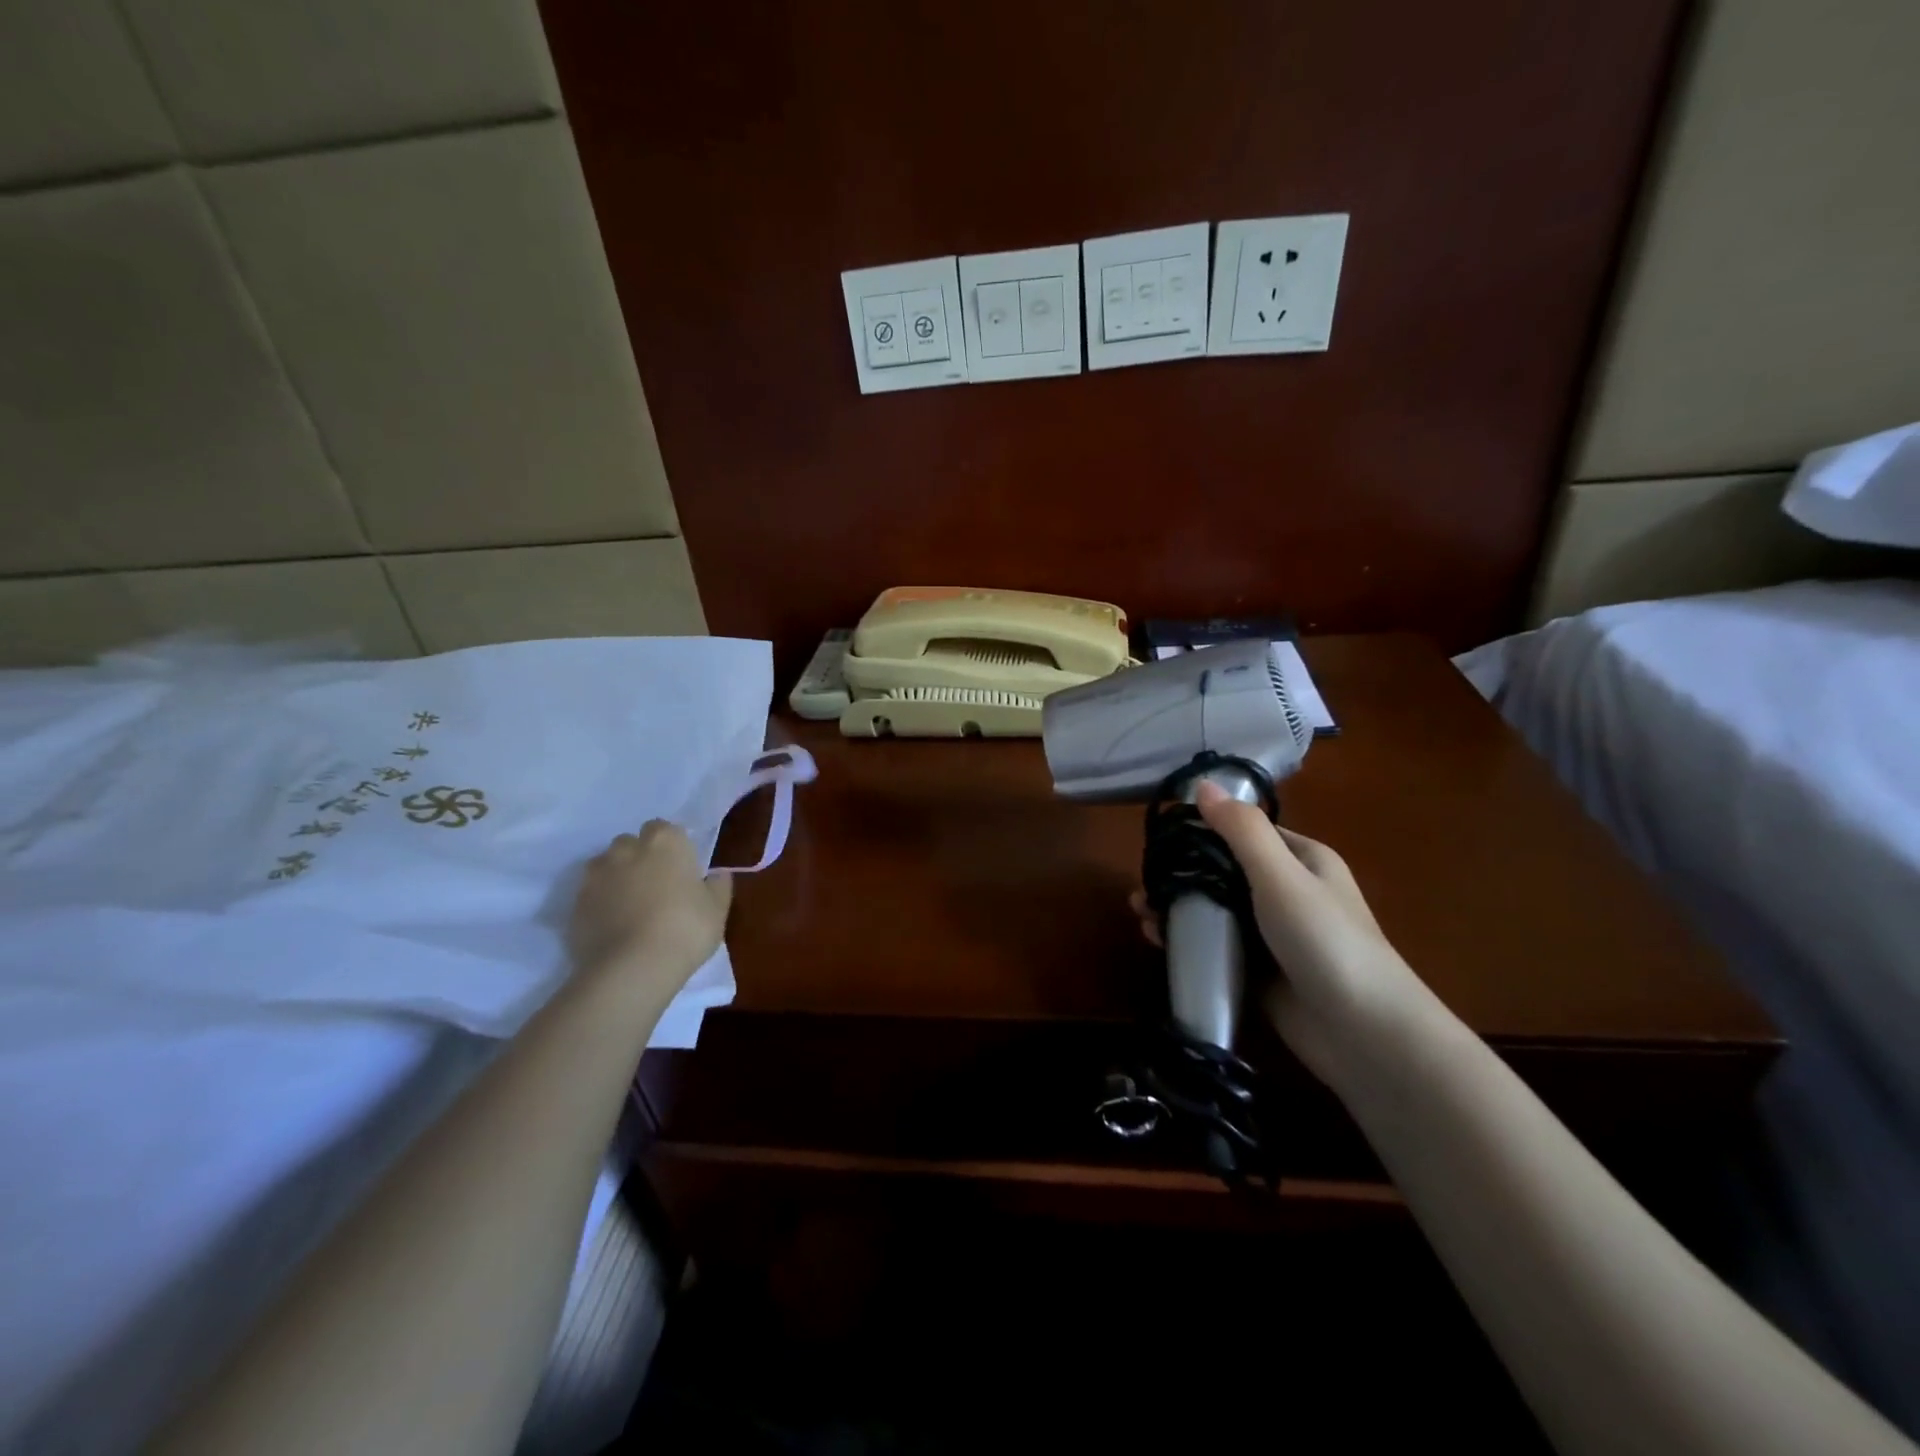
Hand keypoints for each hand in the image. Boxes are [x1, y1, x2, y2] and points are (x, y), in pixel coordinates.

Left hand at [568, 821, 731, 983]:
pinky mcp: (575, 903)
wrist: (631, 968)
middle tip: (656, 887)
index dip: (672, 848)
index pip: (664, 828)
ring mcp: (596, 875)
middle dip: (640, 858)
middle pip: (631, 843)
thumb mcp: (717, 909)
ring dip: (617, 878)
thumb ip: (718, 886)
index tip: (680, 869)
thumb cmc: (685, 929)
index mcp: (665, 842)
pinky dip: (600, 903)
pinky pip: (591, 895)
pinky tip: (614, 926)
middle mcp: (626, 849)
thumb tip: (717, 874)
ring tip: (631, 906)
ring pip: (606, 866)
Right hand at [1131, 782, 1428, 1082]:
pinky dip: (1187, 941)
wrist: (1363, 1034)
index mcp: (1302, 859)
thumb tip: (1202, 784)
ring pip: (1215, 910)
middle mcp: (1287, 891)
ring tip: (1142, 914)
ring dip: (1178, 908)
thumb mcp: (1282, 876)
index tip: (1159, 838)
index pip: (1243, 832)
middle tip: (1143, 884)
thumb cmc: (1325, 941)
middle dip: (1182, 874)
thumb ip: (1241, 830)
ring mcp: (1273, 934)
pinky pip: (1216, 946)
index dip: (1202, 830)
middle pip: (1223, 871)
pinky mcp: (1260, 970)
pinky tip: (1157, 942)